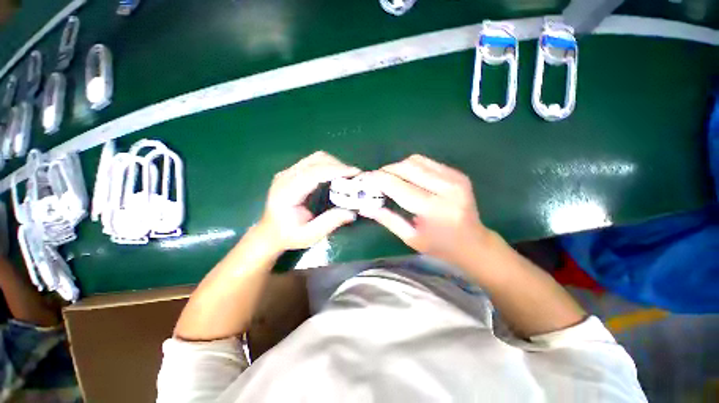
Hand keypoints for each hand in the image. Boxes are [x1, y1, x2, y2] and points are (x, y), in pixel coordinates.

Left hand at [258, 151, 360, 250]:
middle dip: (339, 165)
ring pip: (316, 157)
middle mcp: (286, 176)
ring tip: (348, 176)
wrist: (269, 233)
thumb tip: (352, 212)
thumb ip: (330, 223)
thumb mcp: (309, 235)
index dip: (336, 170)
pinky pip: (313, 161)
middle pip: (316, 160)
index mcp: (287, 192)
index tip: (355, 173)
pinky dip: (329, 165)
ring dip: (335, 164)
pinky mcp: (292, 172)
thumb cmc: (288, 235)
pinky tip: (336, 175)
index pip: (314, 172)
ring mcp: (288, 172)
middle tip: (355, 177)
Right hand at [361, 155, 489, 266]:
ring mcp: (454, 178)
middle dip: (387, 170)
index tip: (365, 178)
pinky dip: (412, 166)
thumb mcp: (411, 238)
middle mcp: (445, 188)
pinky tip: (408, 177)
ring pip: (416, 161)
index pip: (397, 186)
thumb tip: (365, 207)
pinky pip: (427, 162)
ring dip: (399, 167)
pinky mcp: (458, 174)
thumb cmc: (441, 247)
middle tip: (377, 179)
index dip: (378, 179)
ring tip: (391, 178)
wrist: (475, 244)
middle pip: (407, 167)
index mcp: (433, 209)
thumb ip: (387, 219)